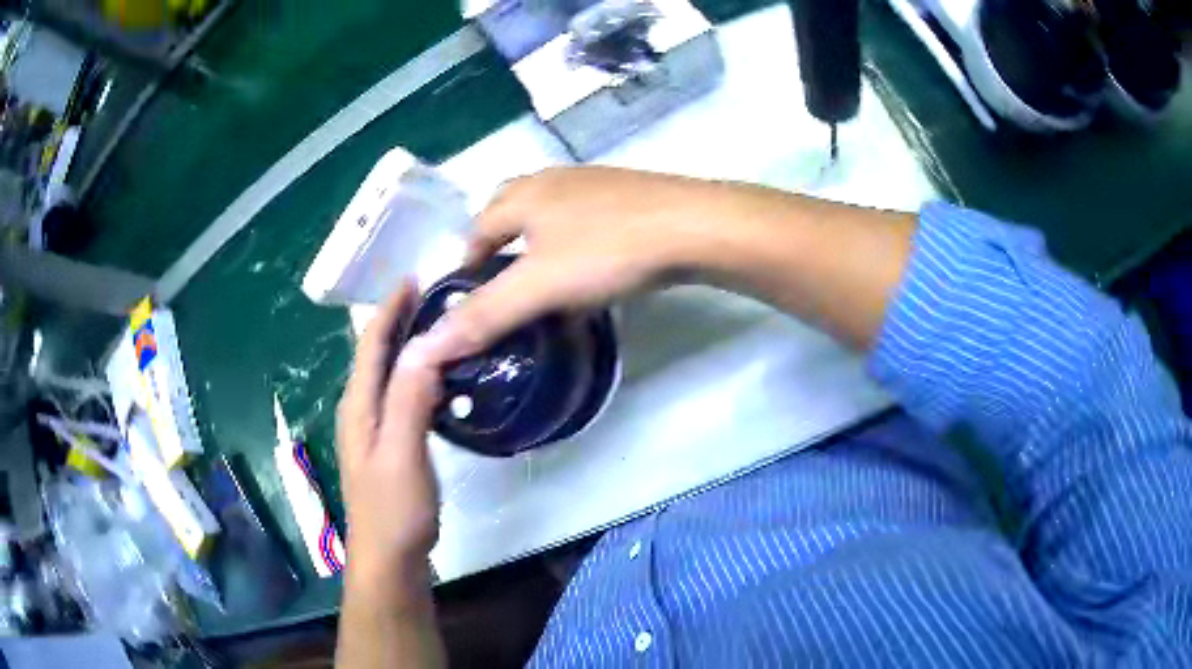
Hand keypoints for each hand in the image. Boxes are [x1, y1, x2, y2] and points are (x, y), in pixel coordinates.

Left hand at [337, 281, 441, 597]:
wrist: (390, 559)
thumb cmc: (394, 509)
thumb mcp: (402, 452)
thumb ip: (409, 398)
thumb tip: (423, 344)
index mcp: (358, 406)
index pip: (370, 345)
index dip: (389, 311)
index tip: (414, 279)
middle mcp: (360, 411)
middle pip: (376, 355)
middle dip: (398, 321)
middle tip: (435, 297)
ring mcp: (373, 430)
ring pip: (388, 375)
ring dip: (408, 346)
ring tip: (440, 327)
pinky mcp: (389, 445)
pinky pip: (401, 396)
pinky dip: (416, 376)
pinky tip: (439, 379)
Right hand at [419, 166, 716, 362]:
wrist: (695, 227)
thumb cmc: (609, 251)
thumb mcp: (539, 287)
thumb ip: (484, 315)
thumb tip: (426, 345)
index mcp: (523, 194)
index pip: (476, 229)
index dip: (466, 264)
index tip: (468, 300)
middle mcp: (552, 180)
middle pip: (508, 211)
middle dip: (497, 246)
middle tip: (502, 289)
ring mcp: (592, 184)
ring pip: (548, 214)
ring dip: (536, 243)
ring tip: (542, 282)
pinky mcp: (627, 195)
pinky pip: (583, 220)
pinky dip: (572, 243)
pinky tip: (590, 267)